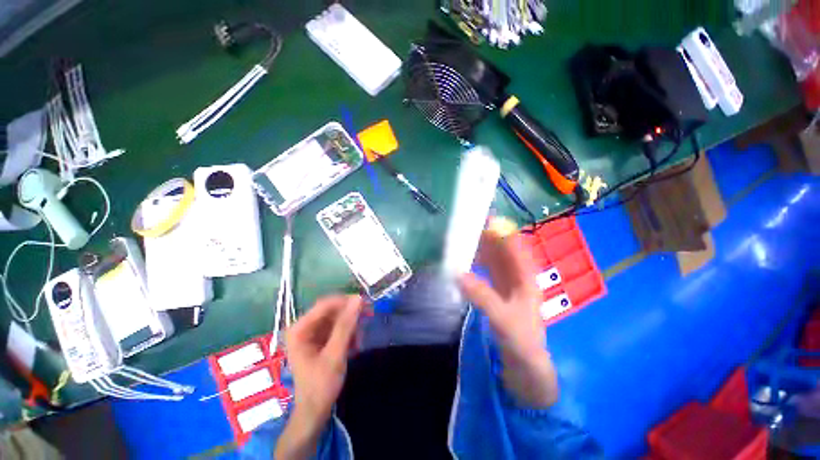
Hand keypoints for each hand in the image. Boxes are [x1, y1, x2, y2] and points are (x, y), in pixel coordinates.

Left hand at [276, 295, 362, 458]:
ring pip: (336, 318)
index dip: (345, 301)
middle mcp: (304, 327)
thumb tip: (359, 299)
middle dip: (350, 314)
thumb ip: (346, 326)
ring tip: (361, 337)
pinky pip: (337, 327)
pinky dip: (348, 332)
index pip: (325, 305)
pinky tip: (355, 343)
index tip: (366, 303)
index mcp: (299, 329)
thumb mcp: (335, 354)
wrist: (314, 411)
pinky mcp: (319, 340)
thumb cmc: (321, 385)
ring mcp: (311, 333)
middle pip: (331, 310)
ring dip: (351, 324)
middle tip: (369, 316)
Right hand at [458, 231, 557, 406]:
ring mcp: (507, 281)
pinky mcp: (497, 288)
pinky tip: (464, 258)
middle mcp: (517, 275)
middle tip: (466, 226)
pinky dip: (476, 261)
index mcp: (526, 278)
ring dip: (480, 247)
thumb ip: (483, 296)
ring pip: (494, 257)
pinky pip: (486, 268)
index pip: (516, 247)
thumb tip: (459, 273)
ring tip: (462, 238)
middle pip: (503, 249)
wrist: (525, 364)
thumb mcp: (503, 319)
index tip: (484, 219)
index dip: (502, 231)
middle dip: (488, 236)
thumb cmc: (521, 341)